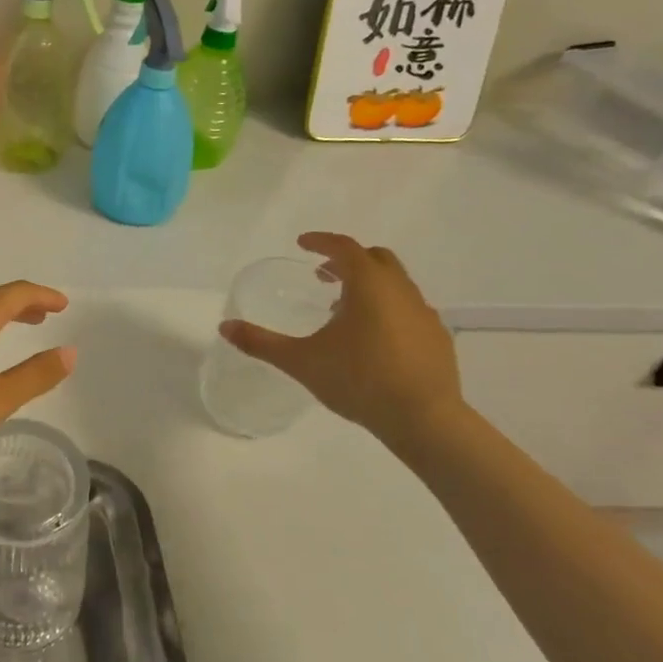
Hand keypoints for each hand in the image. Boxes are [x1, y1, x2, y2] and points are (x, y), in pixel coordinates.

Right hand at [221, 232, 459, 440]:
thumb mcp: (301, 361)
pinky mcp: (438, 338)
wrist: (424, 419)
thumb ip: (261, 342)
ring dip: (368, 286)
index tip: (302, 244)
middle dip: (348, 260)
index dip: (321, 242)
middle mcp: (400, 290)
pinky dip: (388, 309)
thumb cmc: (359, 380)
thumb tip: (224, 327)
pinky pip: (409, 309)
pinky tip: (373, 340)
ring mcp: (424, 313)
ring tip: (343, 311)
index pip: (345, 248)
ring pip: (395, 284)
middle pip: (376, 258)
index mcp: (369, 285)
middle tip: (323, 275)